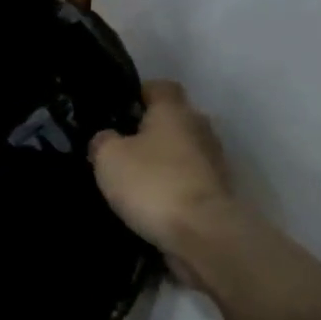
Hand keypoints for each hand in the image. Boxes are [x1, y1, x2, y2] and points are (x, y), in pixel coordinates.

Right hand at [90, 81, 238, 271]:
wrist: (201, 232)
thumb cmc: (152, 183)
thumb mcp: (108, 157)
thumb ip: (103, 141)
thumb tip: (106, 138)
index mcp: (174, 111)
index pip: (160, 87)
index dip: (140, 93)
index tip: (119, 109)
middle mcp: (200, 128)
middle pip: (173, 120)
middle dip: (149, 131)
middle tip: (120, 148)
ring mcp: (214, 162)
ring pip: (181, 152)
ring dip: (162, 162)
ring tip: (133, 180)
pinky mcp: (217, 193)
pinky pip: (188, 181)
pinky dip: (172, 188)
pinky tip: (151, 203)